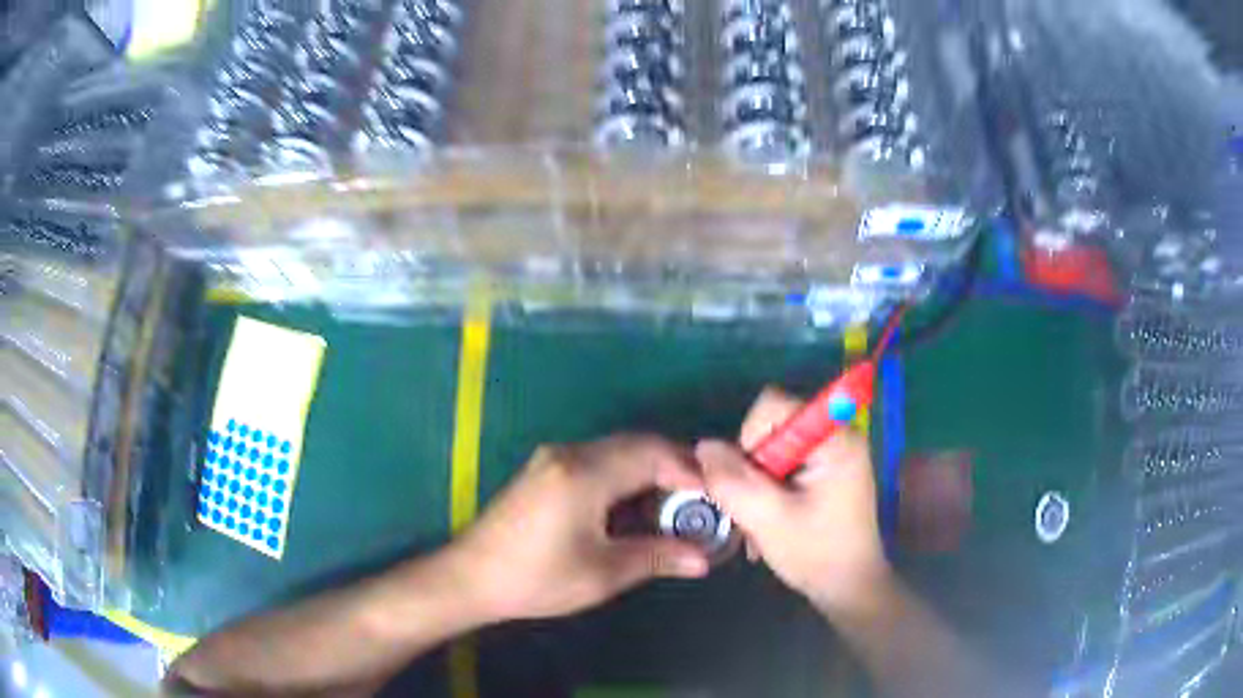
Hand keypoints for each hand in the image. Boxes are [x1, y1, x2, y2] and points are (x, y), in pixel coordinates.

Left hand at [448, 434, 710, 622]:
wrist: (471, 577)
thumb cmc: (536, 578)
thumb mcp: (602, 573)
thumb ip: (657, 556)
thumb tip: (702, 558)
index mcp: (585, 473)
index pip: (653, 454)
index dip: (691, 471)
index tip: (717, 497)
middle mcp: (570, 454)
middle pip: (637, 446)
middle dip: (675, 469)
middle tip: (702, 502)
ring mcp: (554, 459)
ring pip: (618, 452)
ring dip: (650, 472)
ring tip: (675, 508)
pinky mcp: (545, 471)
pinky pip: (598, 462)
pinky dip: (626, 477)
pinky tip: (635, 507)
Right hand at [696, 388, 891, 615]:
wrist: (849, 586)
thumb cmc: (818, 554)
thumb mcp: (769, 520)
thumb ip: (733, 481)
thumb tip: (704, 447)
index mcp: (834, 438)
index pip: (773, 406)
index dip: (750, 438)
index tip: (753, 481)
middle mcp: (835, 434)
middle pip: (770, 427)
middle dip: (752, 467)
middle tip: (753, 509)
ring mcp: (831, 451)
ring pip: (770, 448)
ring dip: (756, 483)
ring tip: (760, 522)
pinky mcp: (825, 468)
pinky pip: (782, 463)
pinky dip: (768, 489)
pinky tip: (769, 520)